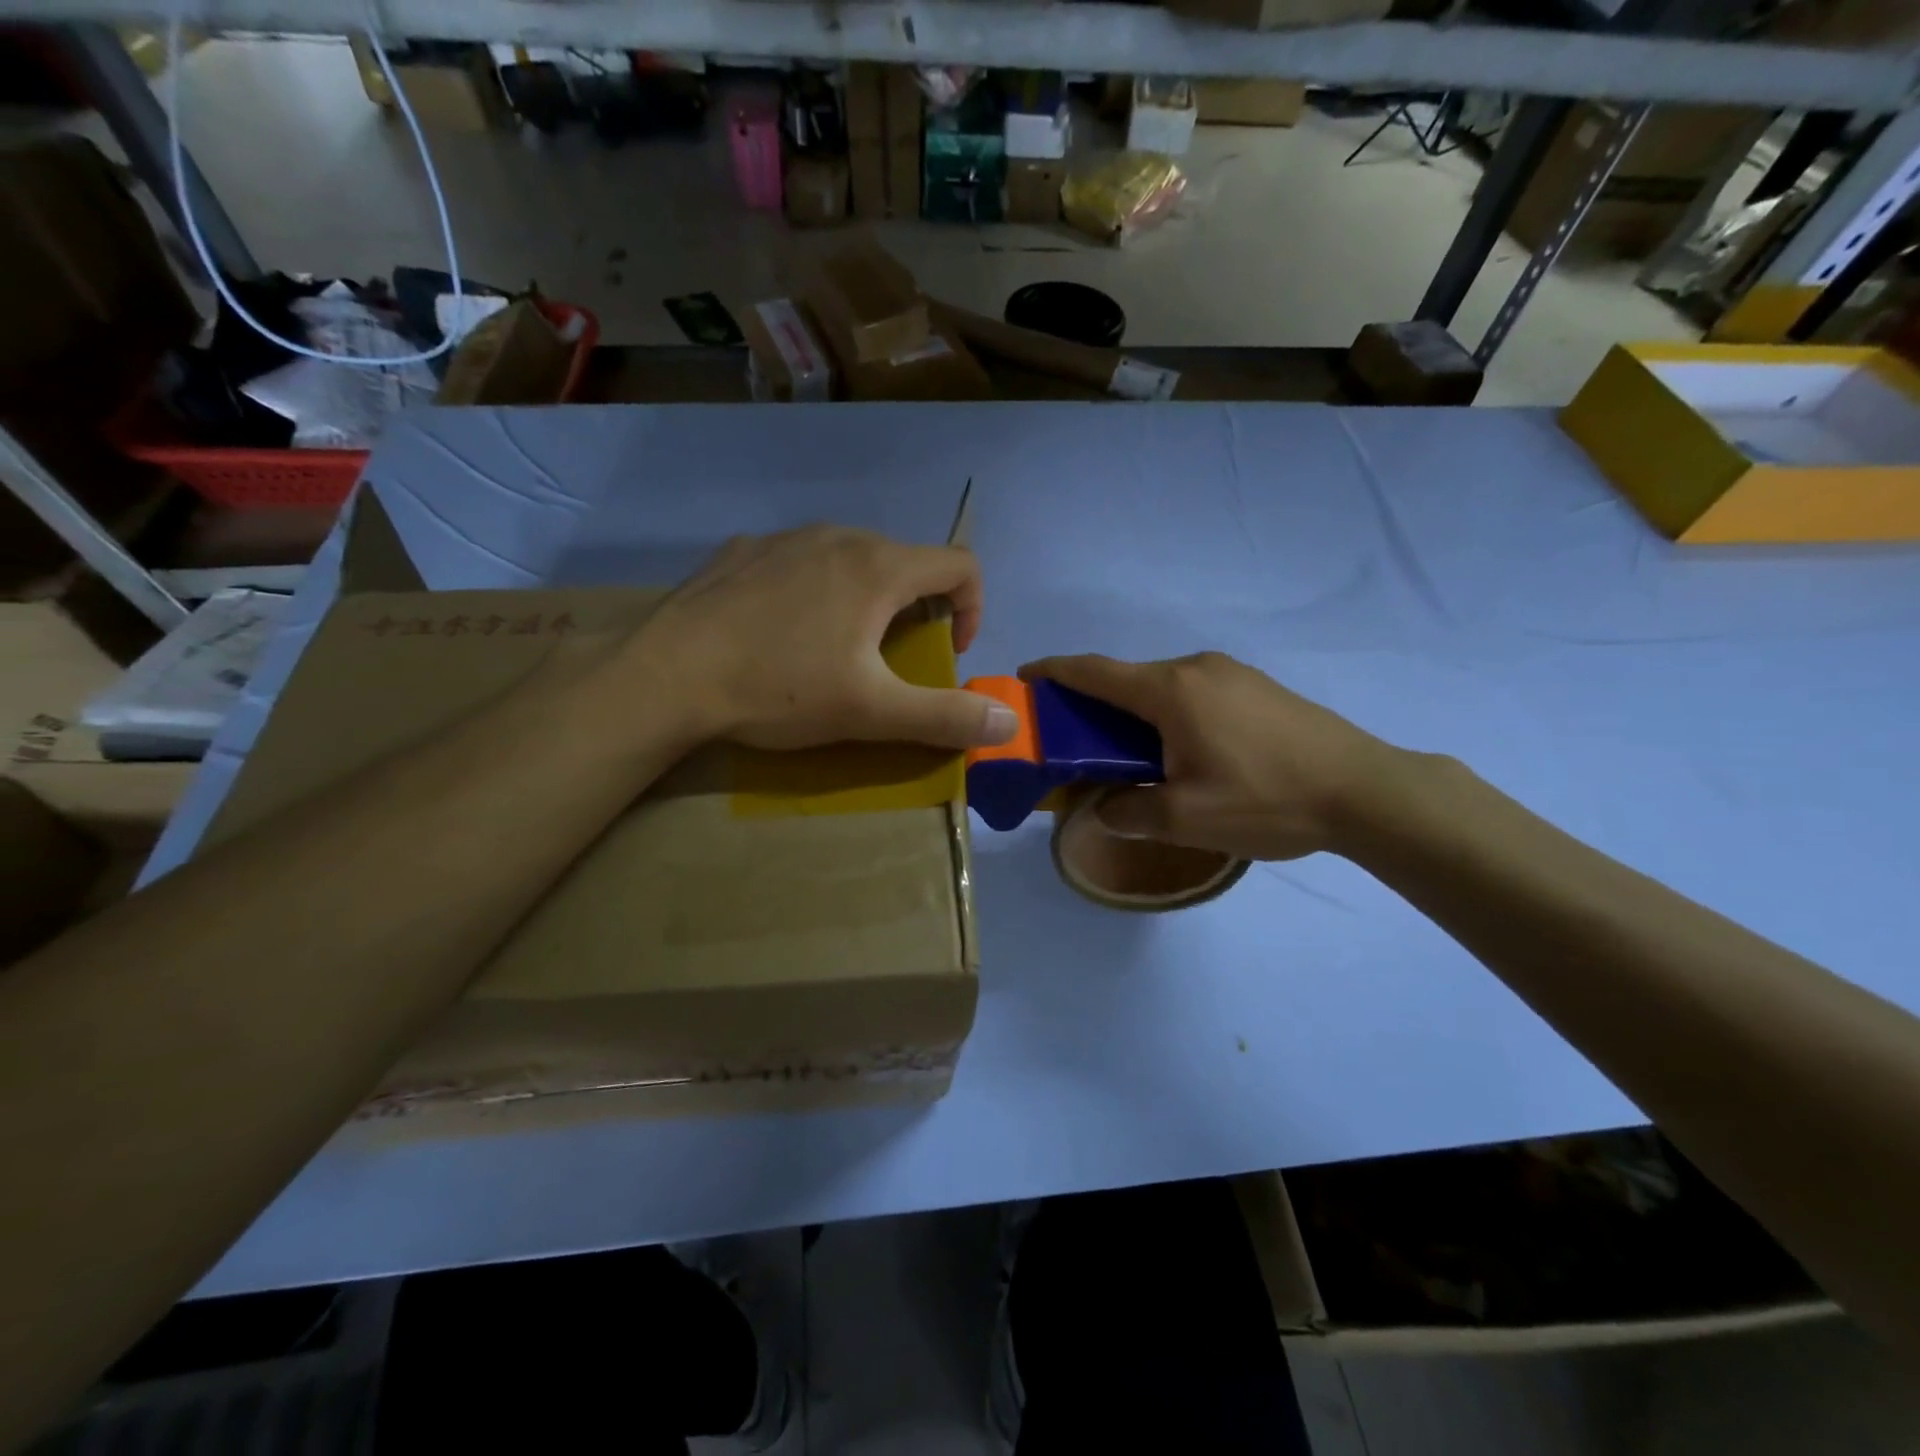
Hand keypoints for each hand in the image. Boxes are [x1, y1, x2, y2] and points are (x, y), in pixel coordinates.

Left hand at [634, 527, 1017, 751]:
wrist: (667, 675)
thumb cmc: (779, 689)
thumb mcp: (872, 712)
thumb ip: (947, 716)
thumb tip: (1009, 722)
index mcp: (880, 568)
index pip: (960, 565)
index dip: (973, 609)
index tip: (949, 653)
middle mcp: (838, 537)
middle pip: (905, 562)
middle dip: (916, 610)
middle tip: (891, 660)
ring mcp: (785, 538)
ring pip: (850, 559)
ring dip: (864, 599)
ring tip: (836, 647)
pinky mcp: (742, 551)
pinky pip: (799, 562)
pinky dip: (812, 590)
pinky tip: (780, 631)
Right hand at [1019, 652, 1401, 860]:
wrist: (1365, 790)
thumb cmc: (1266, 799)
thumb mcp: (1185, 818)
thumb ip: (1128, 812)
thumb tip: (1100, 809)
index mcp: (1171, 690)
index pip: (1094, 672)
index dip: (1053, 672)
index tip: (1024, 680)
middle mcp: (1196, 668)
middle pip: (1127, 680)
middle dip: (1092, 705)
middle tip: (1074, 742)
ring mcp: (1231, 673)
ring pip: (1162, 688)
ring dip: (1134, 714)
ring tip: (1128, 756)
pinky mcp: (1257, 688)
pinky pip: (1193, 694)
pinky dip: (1168, 715)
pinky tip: (1180, 752)